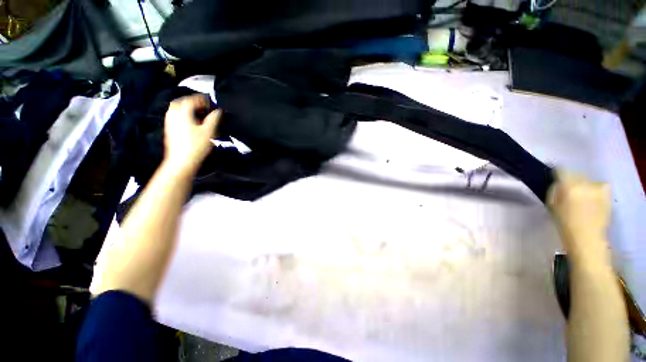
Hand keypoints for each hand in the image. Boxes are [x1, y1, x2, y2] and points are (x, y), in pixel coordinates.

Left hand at [163, 95, 220, 175]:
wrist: (182, 161)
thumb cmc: (196, 146)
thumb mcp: (209, 132)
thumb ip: (214, 119)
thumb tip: (218, 110)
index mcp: (182, 113)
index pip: (190, 100)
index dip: (201, 99)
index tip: (210, 101)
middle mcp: (173, 115)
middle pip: (180, 102)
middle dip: (191, 101)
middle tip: (202, 105)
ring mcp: (169, 123)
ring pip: (176, 109)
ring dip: (186, 108)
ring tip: (197, 113)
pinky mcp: (169, 130)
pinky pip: (174, 116)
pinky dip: (182, 115)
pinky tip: (190, 122)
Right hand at [548, 170, 611, 261]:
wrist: (587, 238)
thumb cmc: (565, 223)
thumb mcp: (552, 206)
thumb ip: (554, 191)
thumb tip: (558, 183)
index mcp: (568, 186)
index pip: (561, 170)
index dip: (557, 173)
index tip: (555, 178)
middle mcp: (584, 184)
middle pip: (576, 174)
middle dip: (571, 180)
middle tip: (568, 191)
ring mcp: (598, 189)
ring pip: (588, 180)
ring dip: (584, 185)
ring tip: (582, 196)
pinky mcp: (607, 194)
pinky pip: (601, 185)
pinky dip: (596, 189)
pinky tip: (593, 198)